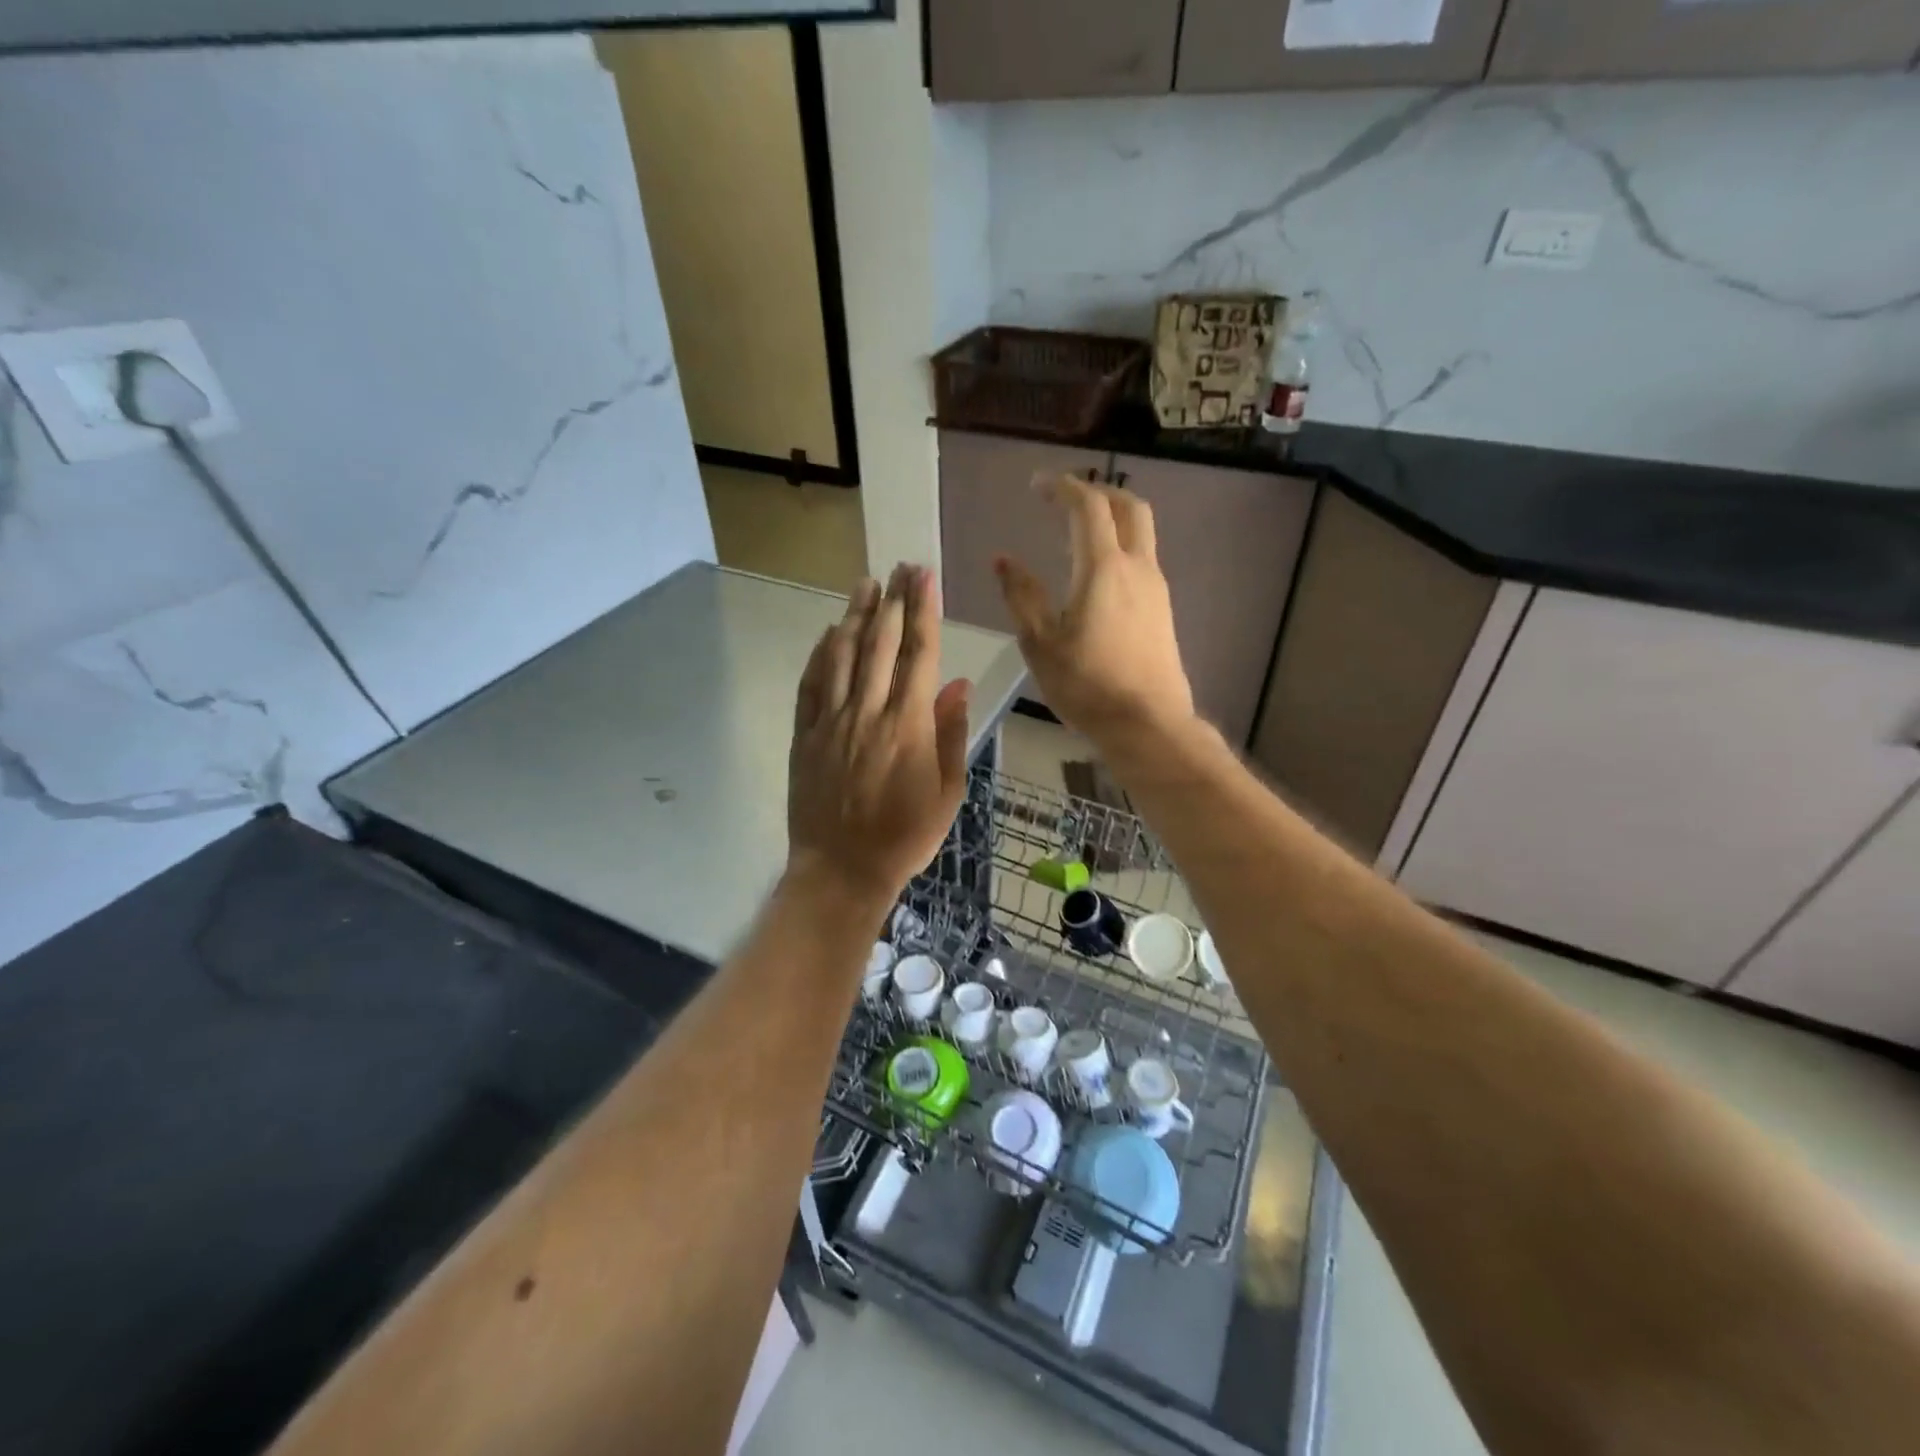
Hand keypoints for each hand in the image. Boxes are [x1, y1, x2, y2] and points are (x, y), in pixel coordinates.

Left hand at [787, 565, 972, 904]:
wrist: (842, 869)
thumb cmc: (905, 836)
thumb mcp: (948, 792)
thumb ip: (952, 734)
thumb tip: (956, 684)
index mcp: (908, 724)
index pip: (918, 653)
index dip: (923, 610)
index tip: (924, 577)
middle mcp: (868, 712)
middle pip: (880, 643)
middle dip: (892, 600)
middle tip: (900, 567)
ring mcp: (831, 721)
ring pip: (841, 655)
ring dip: (854, 615)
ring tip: (865, 584)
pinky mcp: (805, 735)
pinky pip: (811, 684)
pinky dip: (820, 654)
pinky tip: (828, 633)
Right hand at [995, 474, 1194, 745]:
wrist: (1147, 724)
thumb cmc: (1086, 685)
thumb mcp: (1041, 643)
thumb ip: (1022, 596)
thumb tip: (1004, 560)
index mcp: (1103, 568)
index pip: (1088, 506)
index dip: (1062, 487)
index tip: (1037, 485)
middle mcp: (1137, 567)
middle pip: (1129, 507)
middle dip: (1098, 491)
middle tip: (1066, 497)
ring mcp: (1156, 588)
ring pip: (1141, 533)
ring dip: (1112, 518)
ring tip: (1078, 531)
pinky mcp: (1163, 609)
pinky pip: (1143, 559)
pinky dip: (1120, 546)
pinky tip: (1098, 572)